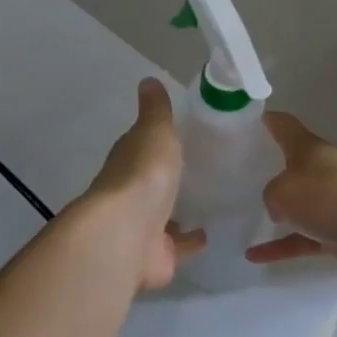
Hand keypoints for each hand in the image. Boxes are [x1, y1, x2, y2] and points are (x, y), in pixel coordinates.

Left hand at [81, 79, 205, 290]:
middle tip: (197, 172)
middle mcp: (130, 195)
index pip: (141, 148)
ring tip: (207, 202)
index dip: (156, 143)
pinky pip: (176, 247)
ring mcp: (142, 228)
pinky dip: (189, 242)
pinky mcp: (156, 256)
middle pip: (151, 185)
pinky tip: (209, 235)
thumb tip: (147, 80)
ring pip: (162, 217)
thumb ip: (156, 111)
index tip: (178, 138)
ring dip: (177, 212)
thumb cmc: (143, 175)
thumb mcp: (154, 131)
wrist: (127, 233)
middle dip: (167, 181)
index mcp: (128, 161)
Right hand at [247, 112, 336, 275]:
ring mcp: (332, 203)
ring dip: (278, 212)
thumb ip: (271, 195)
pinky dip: (280, 246)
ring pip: (299, 205)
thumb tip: (280, 209)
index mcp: (310, 150)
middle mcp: (323, 171)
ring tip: (247, 217)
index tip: (252, 119)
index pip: (286, 127)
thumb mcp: (282, 190)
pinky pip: (302, 238)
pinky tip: (254, 256)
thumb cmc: (326, 197)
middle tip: (244, 172)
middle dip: (273, 168)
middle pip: (295, 165)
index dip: (269, 121)